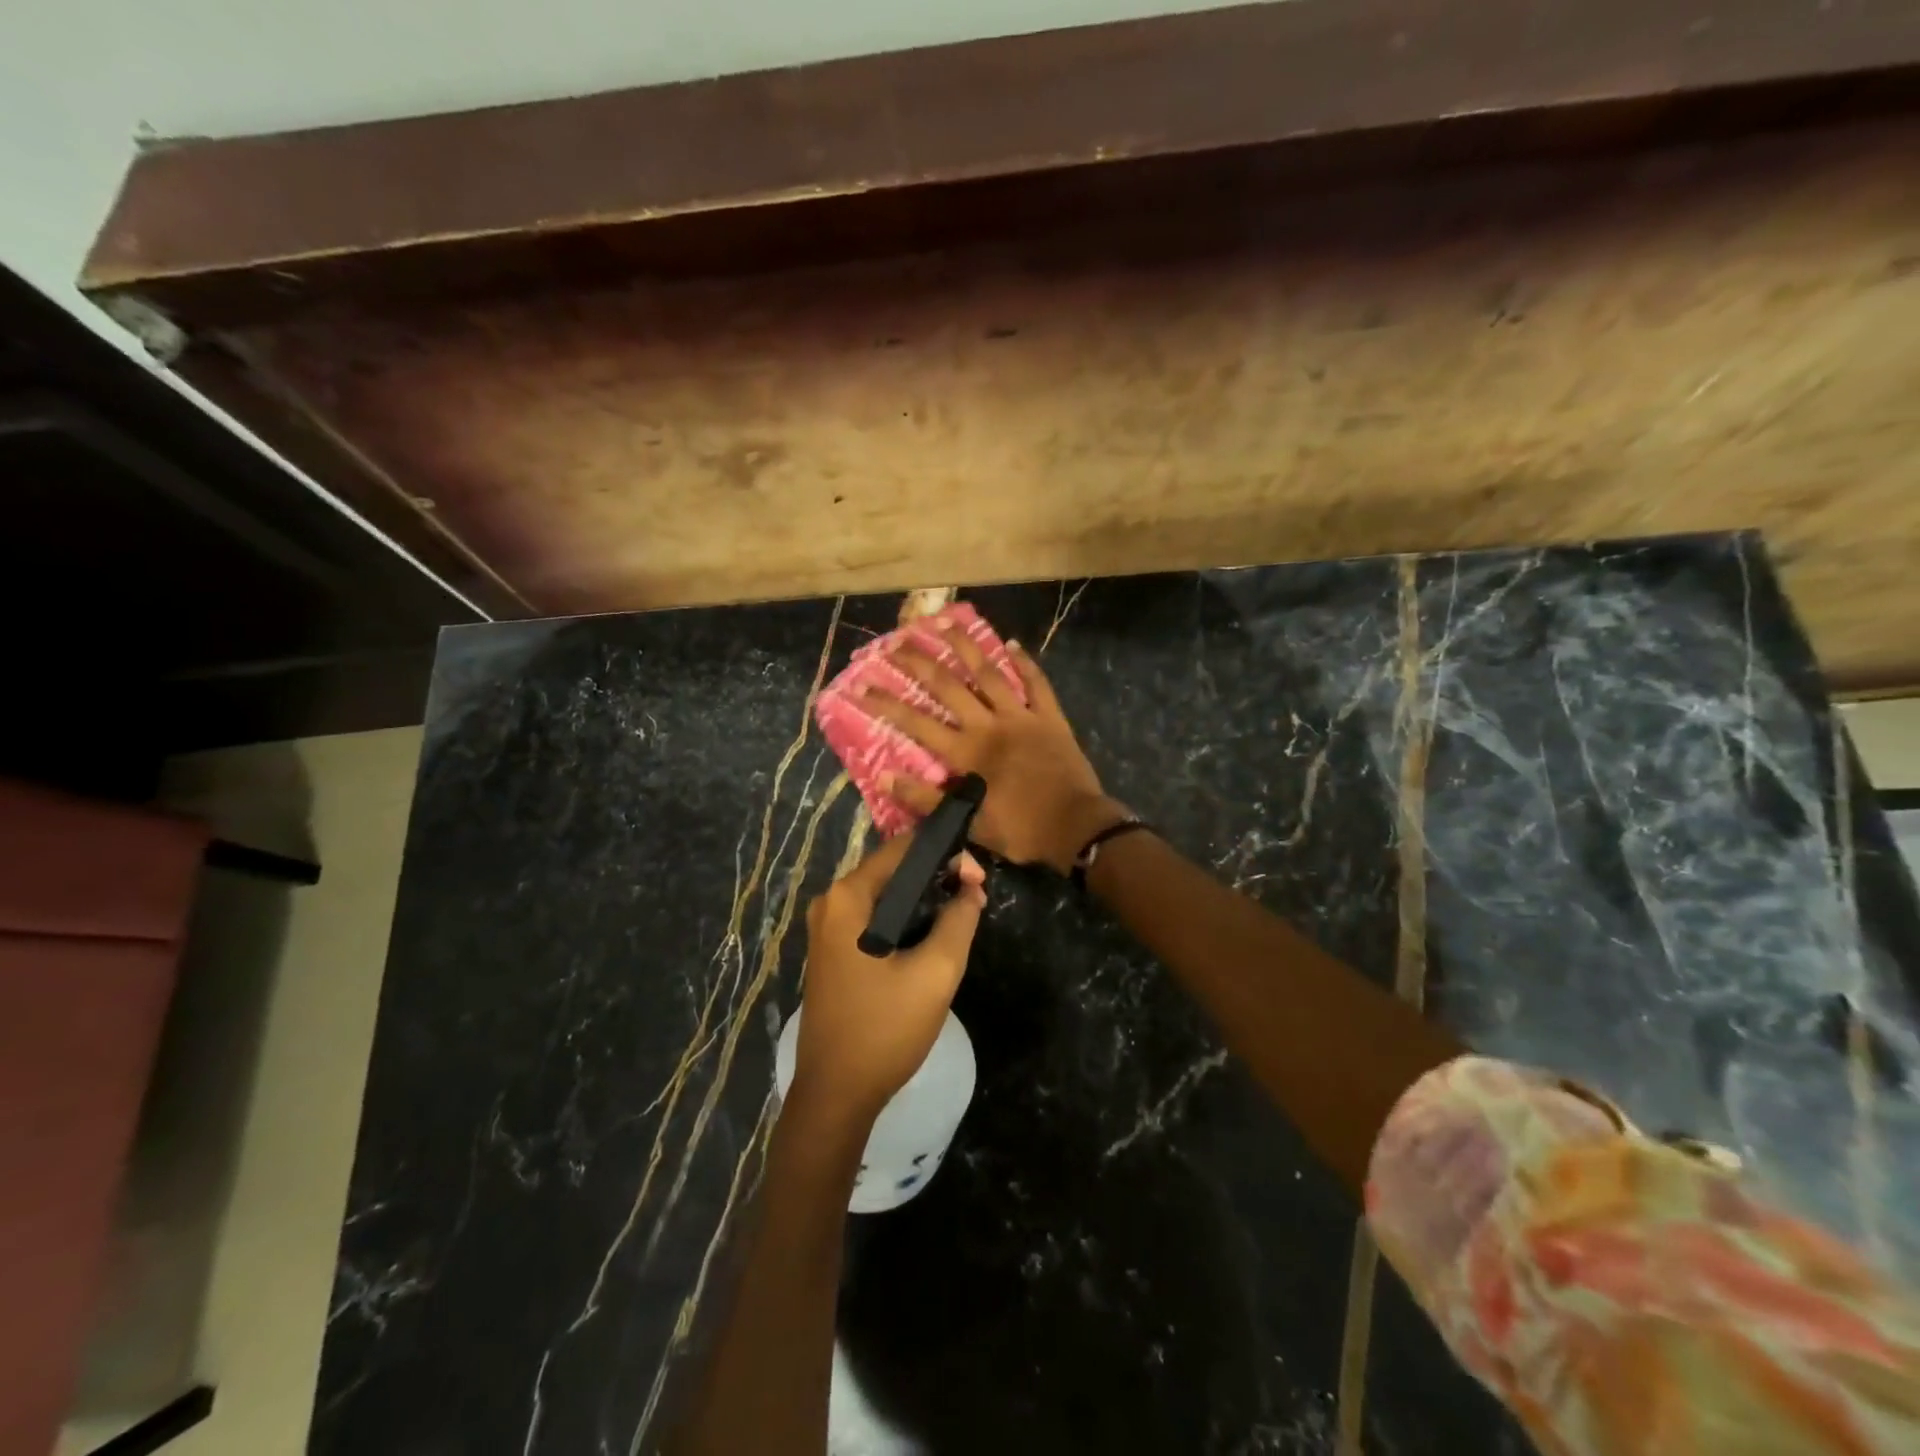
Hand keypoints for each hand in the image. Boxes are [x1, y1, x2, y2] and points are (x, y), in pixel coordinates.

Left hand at [796, 833, 986, 1122]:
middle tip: (975, 896)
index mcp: (849, 897)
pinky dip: (905, 917)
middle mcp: (831, 902)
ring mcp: (828, 928)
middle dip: (938, 875)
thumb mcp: (936, 973)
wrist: (836, 1094)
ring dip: (924, 898)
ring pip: (886, 894)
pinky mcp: (833, 950)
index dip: (946, 853)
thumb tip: (972, 888)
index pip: (904, 848)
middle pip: (893, 868)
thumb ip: (959, 921)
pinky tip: (932, 935)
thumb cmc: (885, 1030)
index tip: (978, 878)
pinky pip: (874, 916)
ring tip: (962, 914)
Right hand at [861, 627, 1126, 872]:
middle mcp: (989, 725)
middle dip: (919, 662)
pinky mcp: (1050, 717)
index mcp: (967, 753)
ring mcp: (1021, 716)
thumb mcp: (969, 824)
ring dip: (965, 647)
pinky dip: (1026, 663)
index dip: (887, 704)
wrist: (1076, 828)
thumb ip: (927, 799)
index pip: (917, 722)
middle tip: (896, 641)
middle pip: (948, 686)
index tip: (862, 685)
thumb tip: (885, 776)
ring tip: (944, 622)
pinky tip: (1013, 643)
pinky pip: (1037, 683)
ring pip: (989, 673)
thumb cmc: (1021, 830)